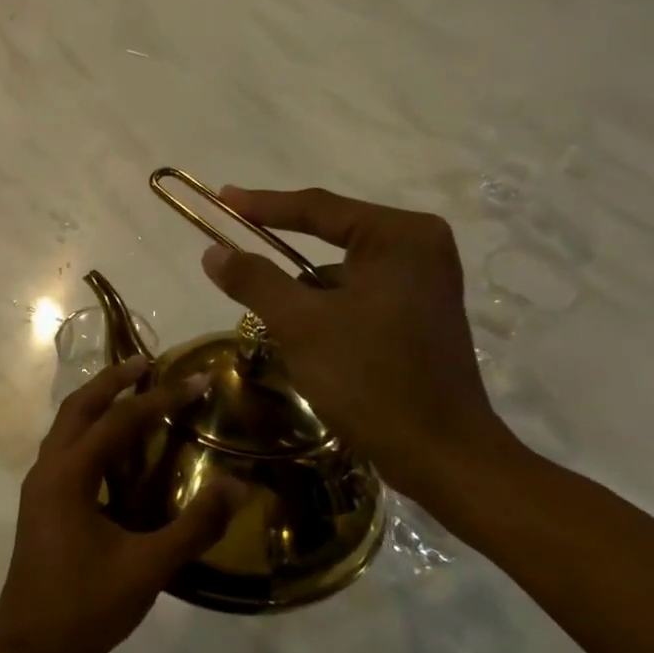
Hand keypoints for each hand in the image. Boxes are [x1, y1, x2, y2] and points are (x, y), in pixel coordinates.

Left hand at [0, 357, 239, 652]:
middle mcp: (47, 469)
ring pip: (66, 427)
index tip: (196, 381)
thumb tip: (237, 486)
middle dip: (112, 381)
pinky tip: (117, 450)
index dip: (159, 399)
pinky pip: (65, 451)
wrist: (29, 649)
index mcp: (68, 475)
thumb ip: (194, 526)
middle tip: (148, 363)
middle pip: (78, 407)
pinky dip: (90, 434)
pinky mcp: (41, 505)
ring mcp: (39, 487)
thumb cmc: (85, 606)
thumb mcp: (147, 568)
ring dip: (97, 404)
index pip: (118, 422)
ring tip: (134, 393)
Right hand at [202, 186, 517, 505]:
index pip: (318, 208)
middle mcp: (419, 248)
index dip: (263, 205)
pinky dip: (327, 312)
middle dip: (284, 261)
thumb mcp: (301, 324)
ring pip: (341, 274)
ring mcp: (424, 283)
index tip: (221, 199)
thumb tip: (213, 251)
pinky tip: (311, 345)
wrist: (440, 454)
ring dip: (304, 295)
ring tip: (278, 327)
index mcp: (400, 236)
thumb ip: (254, 280)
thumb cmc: (370, 379)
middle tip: (236, 260)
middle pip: (332, 239)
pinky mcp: (419, 315)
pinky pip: (358, 297)